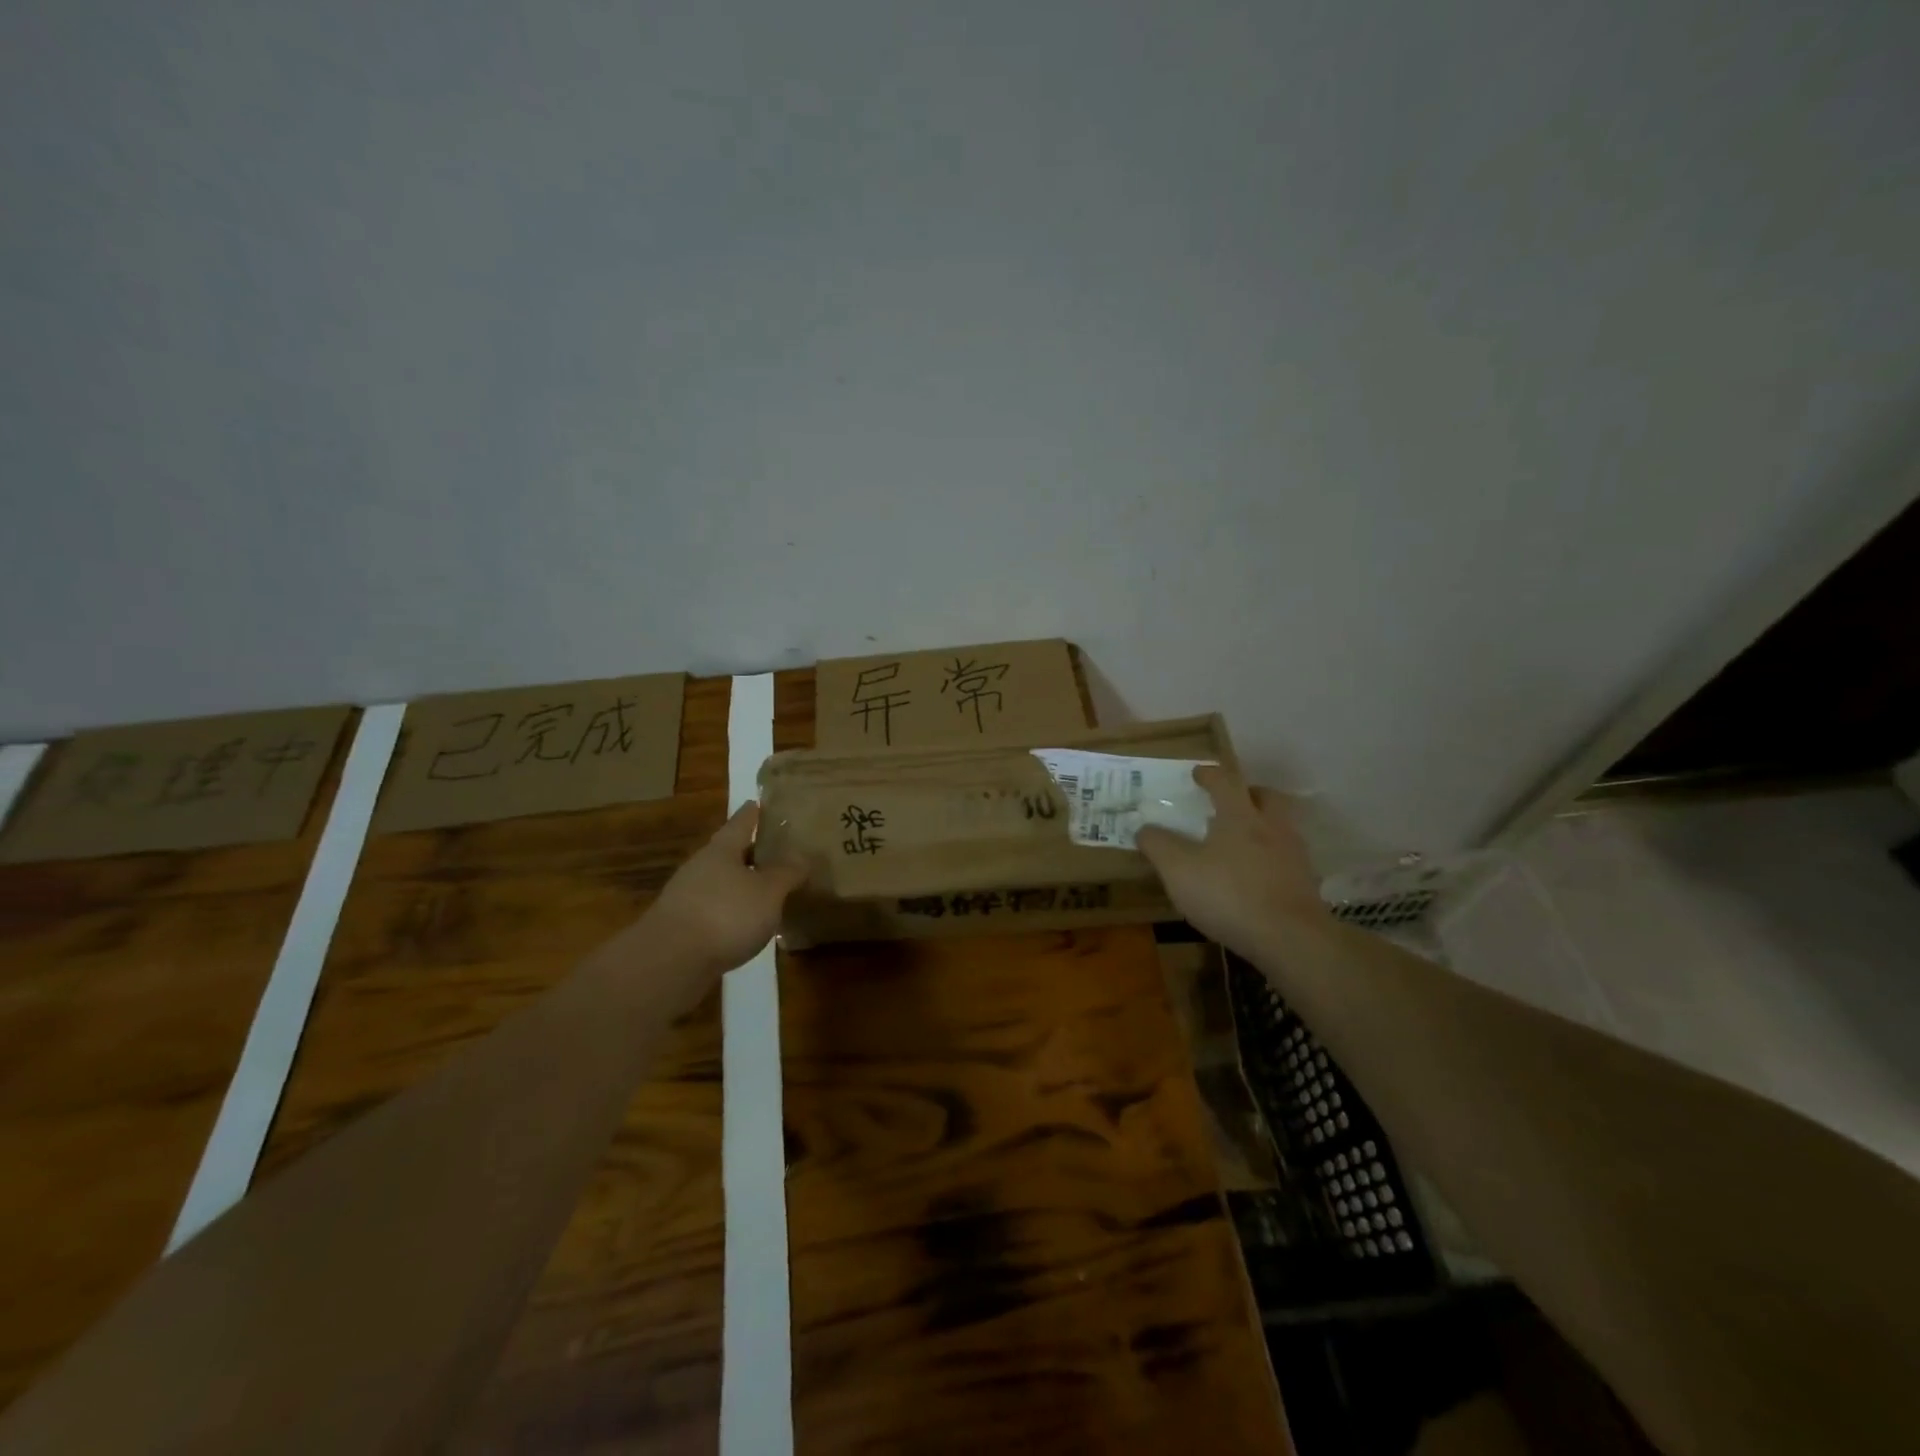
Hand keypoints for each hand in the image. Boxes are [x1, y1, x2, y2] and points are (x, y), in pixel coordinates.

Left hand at [645, 802, 807, 974]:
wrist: (670, 963)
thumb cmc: (725, 914)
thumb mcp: (768, 892)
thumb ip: (787, 873)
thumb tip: (802, 856)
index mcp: (722, 849)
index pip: (741, 822)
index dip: (753, 812)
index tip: (761, 802)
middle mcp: (701, 867)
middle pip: (729, 852)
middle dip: (751, 851)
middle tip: (777, 851)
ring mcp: (687, 897)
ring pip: (721, 882)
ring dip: (742, 884)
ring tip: (768, 890)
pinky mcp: (682, 927)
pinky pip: (714, 909)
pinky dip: (732, 911)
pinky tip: (747, 923)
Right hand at [1136, 766, 1328, 960]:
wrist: (1291, 939)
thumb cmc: (1229, 894)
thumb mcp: (1178, 870)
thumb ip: (1158, 845)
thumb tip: (1143, 828)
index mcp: (1240, 816)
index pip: (1225, 782)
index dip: (1209, 775)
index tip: (1197, 773)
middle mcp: (1272, 827)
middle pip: (1266, 797)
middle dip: (1248, 794)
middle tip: (1229, 802)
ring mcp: (1294, 855)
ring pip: (1280, 827)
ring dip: (1262, 825)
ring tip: (1240, 841)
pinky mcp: (1305, 884)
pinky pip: (1286, 858)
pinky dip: (1271, 858)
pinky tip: (1255, 876)